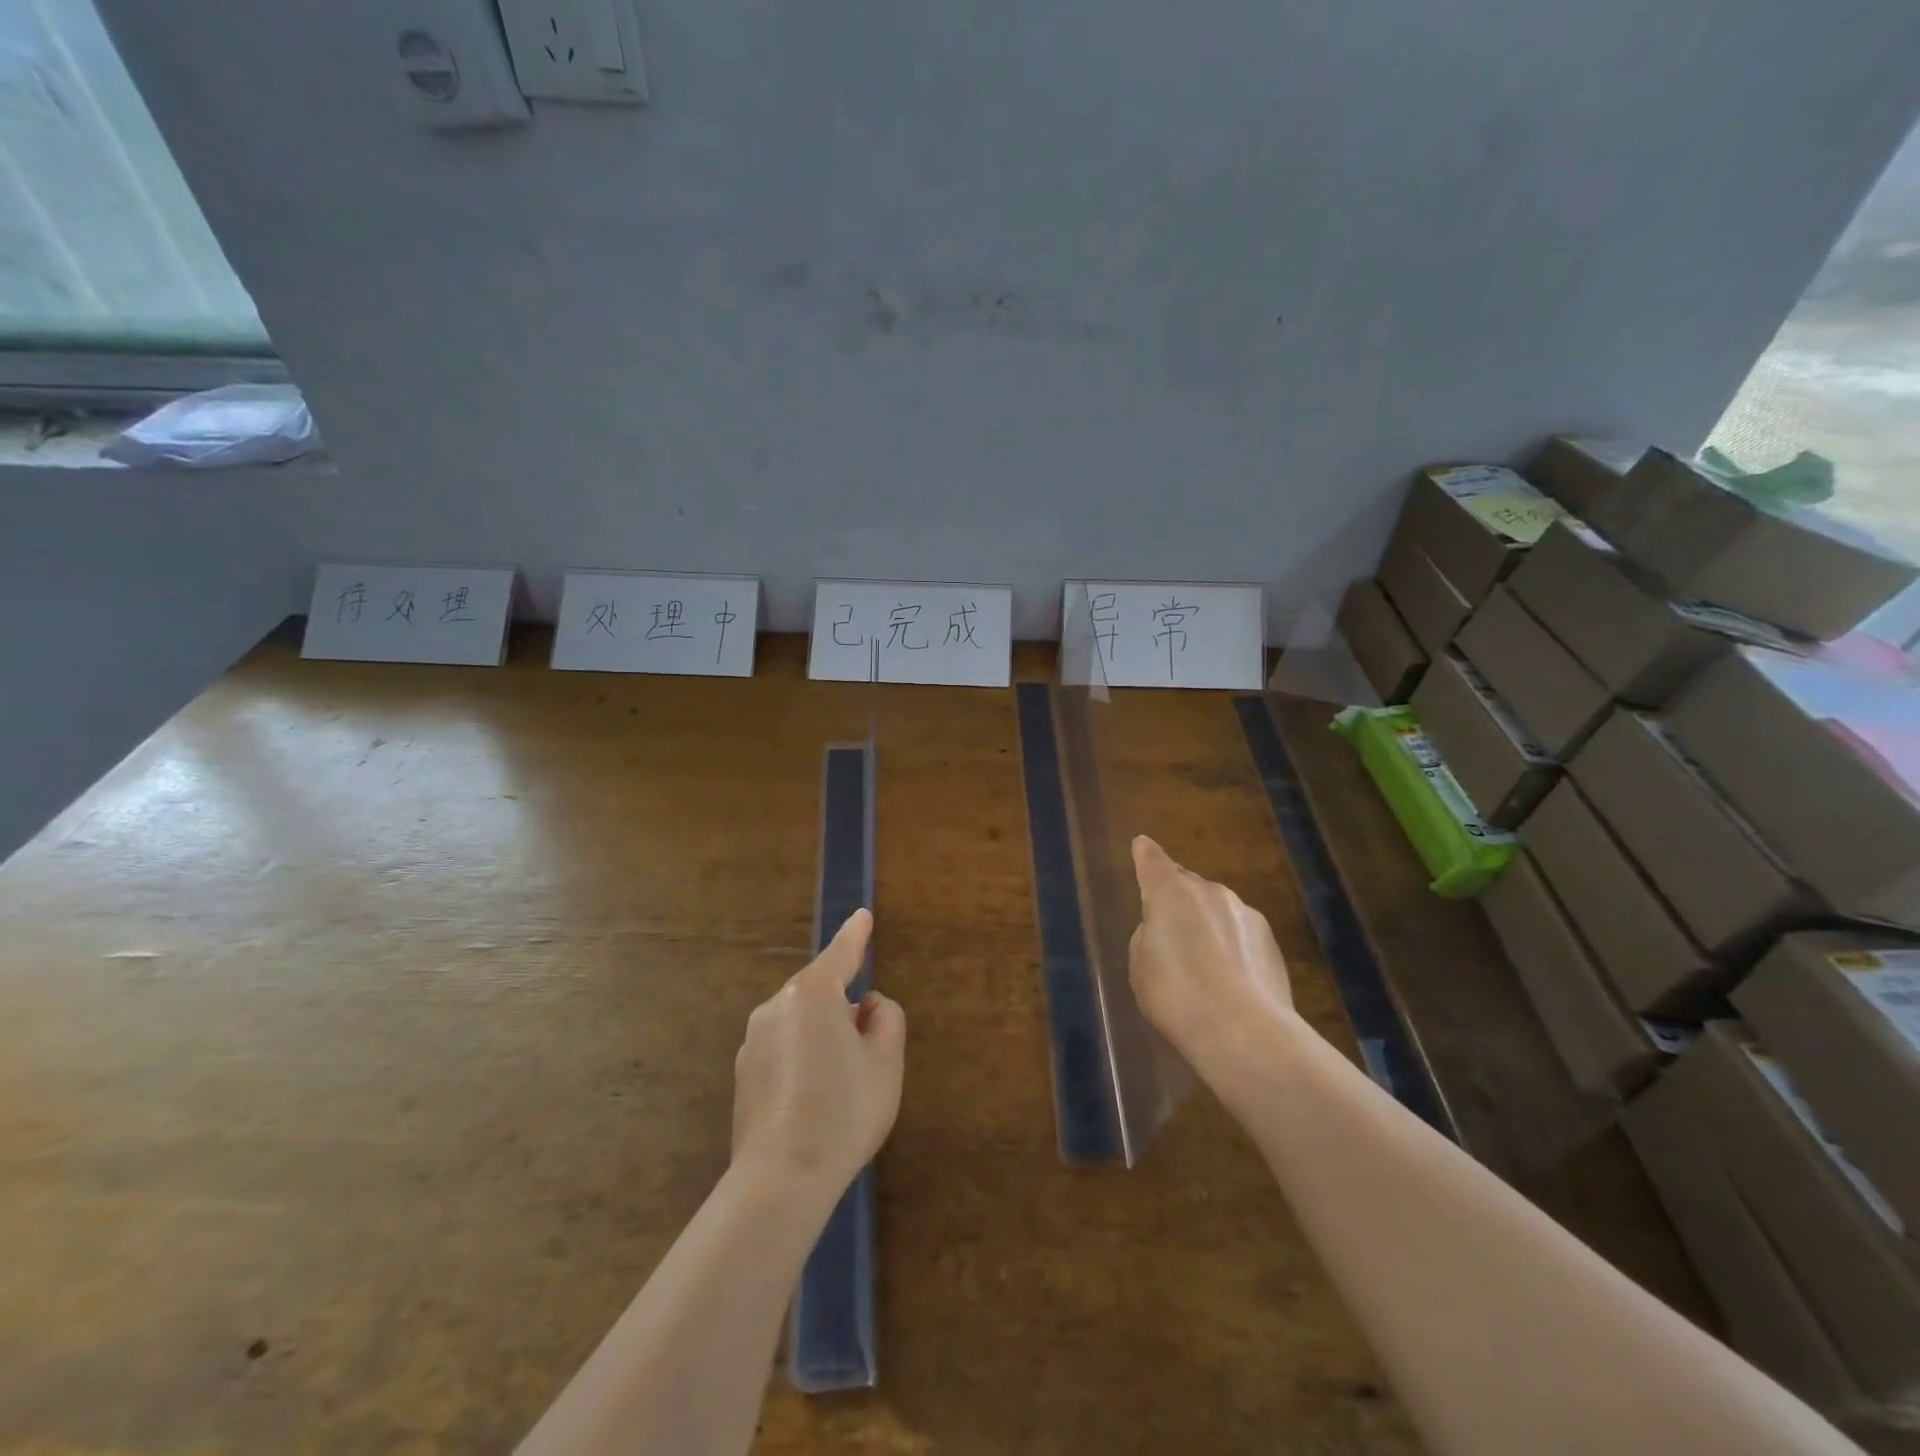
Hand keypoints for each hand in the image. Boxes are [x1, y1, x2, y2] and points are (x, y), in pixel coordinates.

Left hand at [732, 909, 904, 1196]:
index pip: (841, 953)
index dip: (856, 934)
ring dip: (822, 1034)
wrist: (781, 1178)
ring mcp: (753, 1040)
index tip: (863, 915)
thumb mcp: (885, 1063)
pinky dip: (801, 1057)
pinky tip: (813, 1099)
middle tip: (867, 1048)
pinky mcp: (743, 1072)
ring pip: (800, 1021)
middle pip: (819, 992)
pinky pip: (782, 1047)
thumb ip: (886, 1019)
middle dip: (844, 1006)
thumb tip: (867, 1006)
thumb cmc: (844, 1111)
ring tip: (841, 1083)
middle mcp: (776, 1006)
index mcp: (813, 994)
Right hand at [1129, 837, 1296, 1075]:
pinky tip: (1228, 978)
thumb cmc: (1177, 996)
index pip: (1153, 861)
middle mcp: (1209, 892)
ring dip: (1206, 924)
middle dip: (1177, 899)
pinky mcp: (1270, 940)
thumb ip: (1149, 936)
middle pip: (1187, 885)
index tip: (1142, 846)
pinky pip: (1239, 933)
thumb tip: (1164, 928)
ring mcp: (1244, 913)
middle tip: (1168, 928)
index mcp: (1169, 893)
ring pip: (1216, 909)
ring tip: (1200, 962)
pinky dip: (1230, 945)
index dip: (1145, 854)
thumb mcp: (1141, 967)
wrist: (1245, 1033)